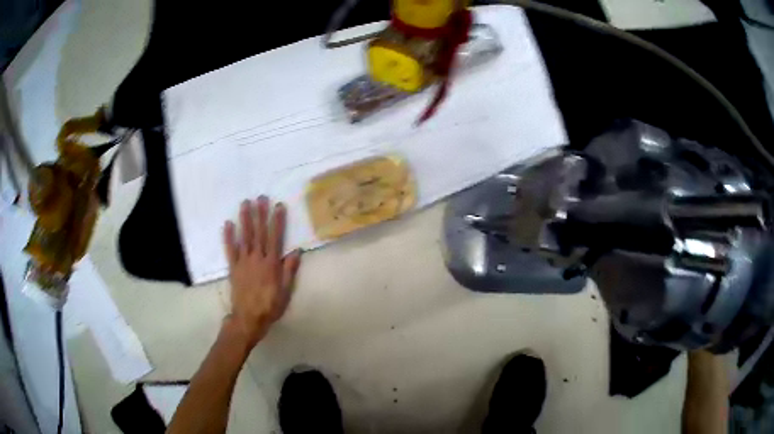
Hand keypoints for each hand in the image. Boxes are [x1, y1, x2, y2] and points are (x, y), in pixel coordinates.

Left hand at [222, 196, 301, 349]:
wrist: (248, 318)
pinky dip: (228, 237)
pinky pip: (230, 250)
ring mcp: (243, 262)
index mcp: (271, 264)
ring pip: (245, 237)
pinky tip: (227, 224)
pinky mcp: (233, 267)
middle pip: (259, 233)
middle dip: (260, 214)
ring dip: (245, 219)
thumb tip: (296, 251)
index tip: (278, 206)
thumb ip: (289, 270)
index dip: (277, 221)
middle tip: (260, 197)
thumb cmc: (270, 306)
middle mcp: (257, 259)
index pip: (275, 238)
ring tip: (245, 204)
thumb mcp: (285, 291)